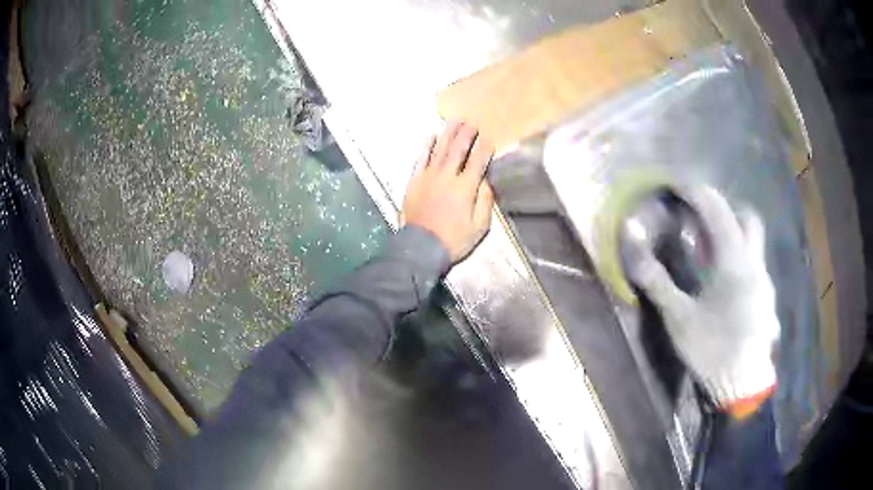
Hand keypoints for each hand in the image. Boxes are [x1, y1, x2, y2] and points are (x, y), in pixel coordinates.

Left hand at [401, 121, 494, 262]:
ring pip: (440, 149)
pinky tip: (430, 136)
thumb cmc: (454, 239)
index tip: (489, 137)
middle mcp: (447, 176)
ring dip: (448, 133)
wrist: (421, 247)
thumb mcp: (479, 226)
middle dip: (467, 134)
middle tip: (472, 122)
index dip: (484, 147)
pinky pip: (420, 158)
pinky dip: (426, 146)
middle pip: (458, 149)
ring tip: (454, 121)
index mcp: (465, 187)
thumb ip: (485, 201)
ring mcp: (428, 176)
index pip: (477, 161)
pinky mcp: (414, 180)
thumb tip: (486, 181)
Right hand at [629, 186, 779, 414]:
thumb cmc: (712, 349)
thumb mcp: (679, 318)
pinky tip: (727, 287)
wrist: (742, 386)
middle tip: (702, 219)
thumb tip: (633, 248)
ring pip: (754, 242)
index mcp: (734, 261)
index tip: (677, 185)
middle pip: (747, 216)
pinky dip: (740, 261)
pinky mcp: (767, 298)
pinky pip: (755, 265)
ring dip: (734, 236)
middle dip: (724, 208)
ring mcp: (765, 280)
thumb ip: (657, 280)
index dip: (696, 191)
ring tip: (711, 256)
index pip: (717, 209)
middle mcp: (755, 262)